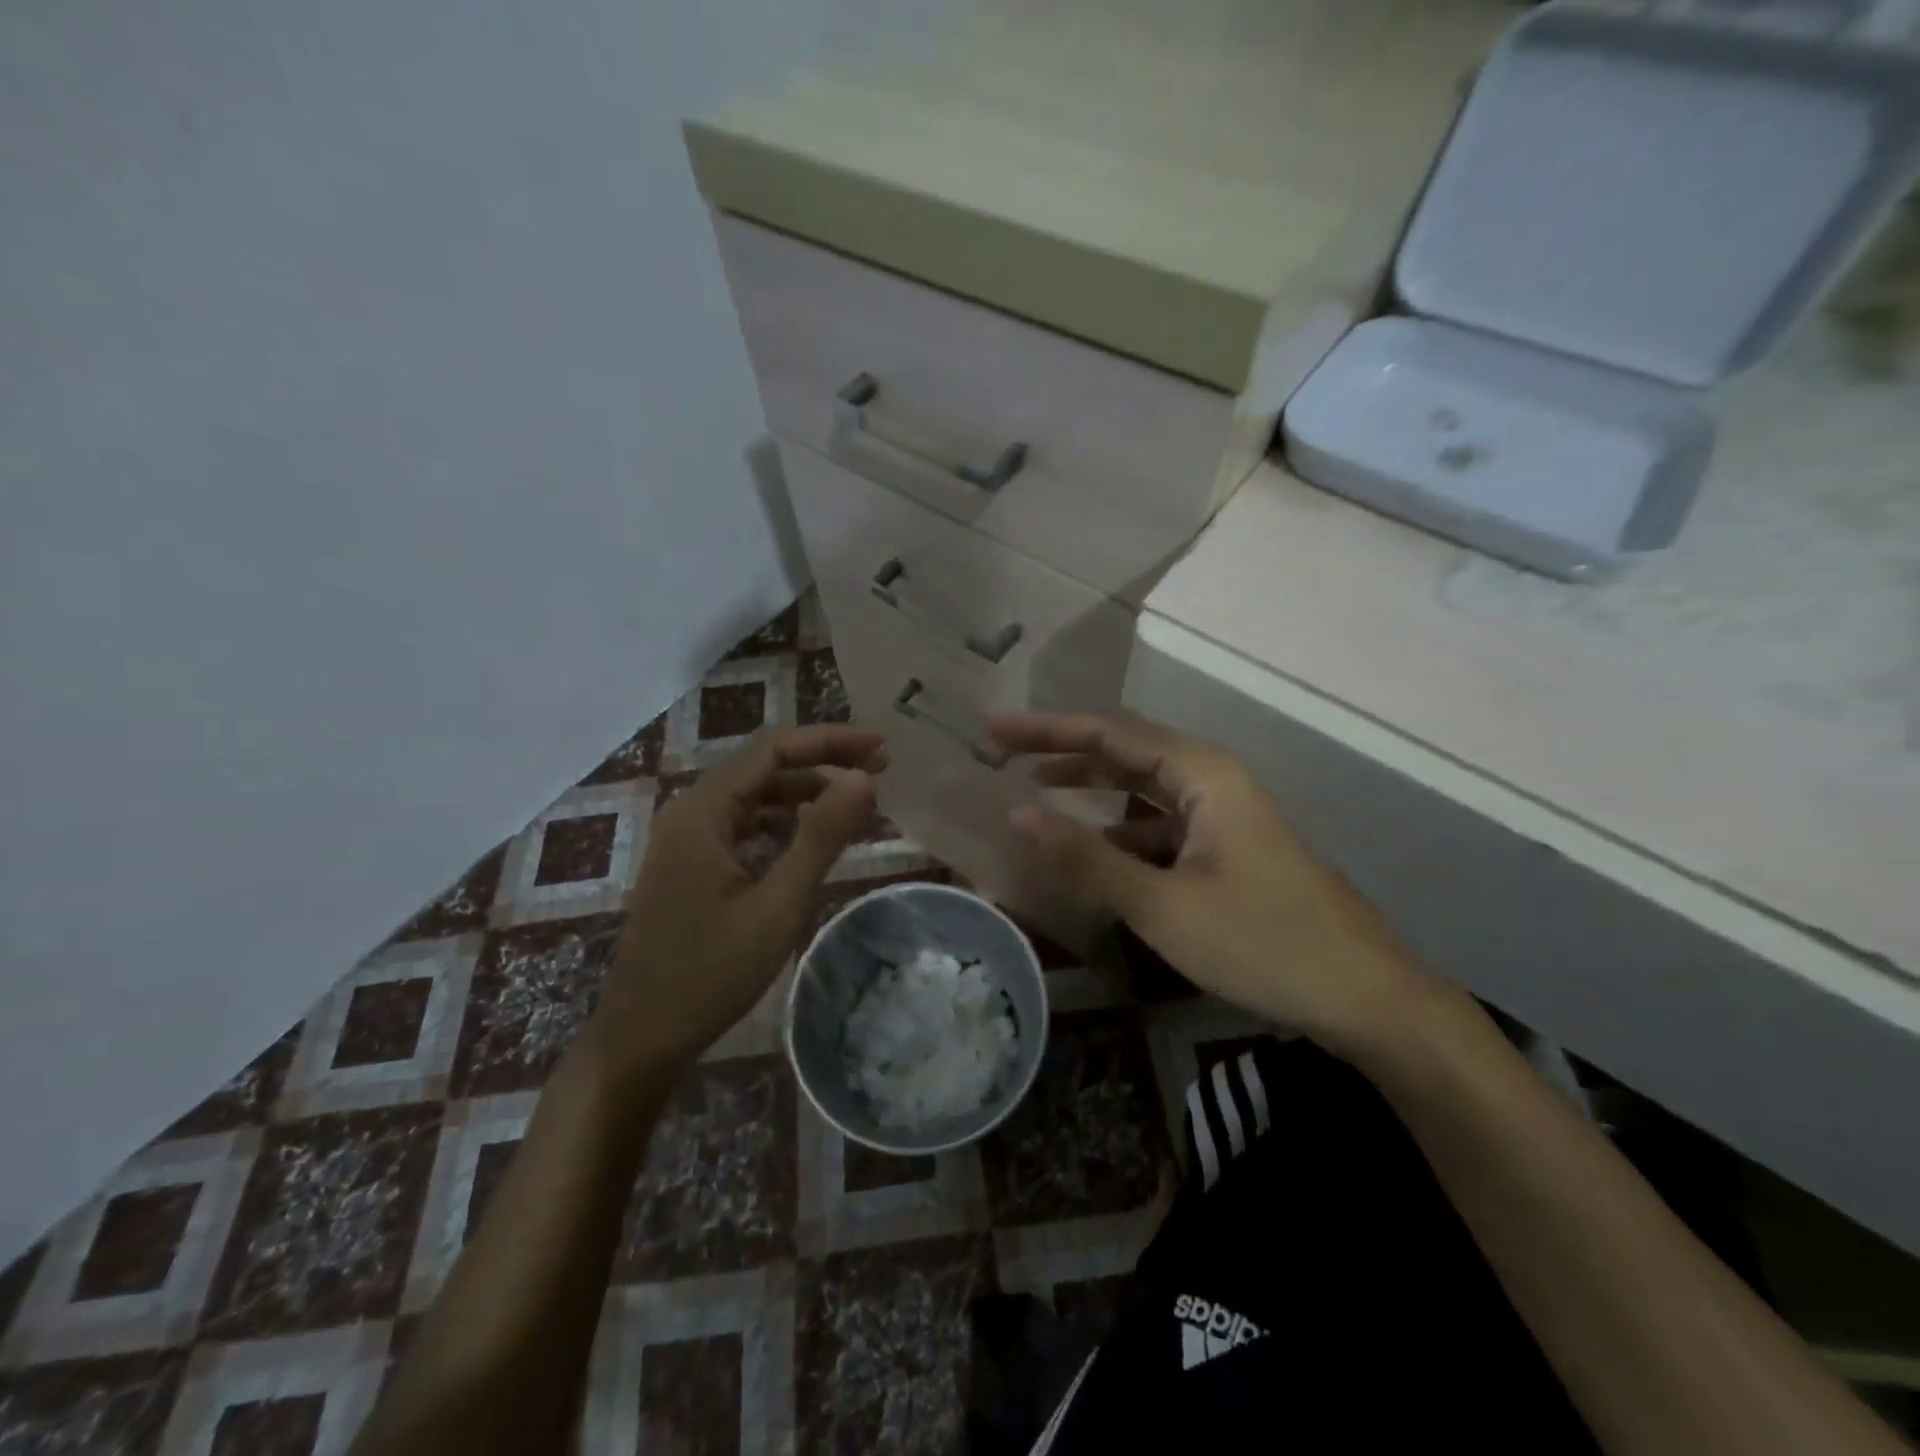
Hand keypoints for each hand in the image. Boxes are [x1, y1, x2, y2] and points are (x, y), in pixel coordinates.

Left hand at [589, 725, 885, 1089]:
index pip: (773, 749)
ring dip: (807, 796)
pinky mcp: (692, 867)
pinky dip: (785, 825)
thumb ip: (821, 836)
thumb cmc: (709, 974)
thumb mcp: (778, 905)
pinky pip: (745, 827)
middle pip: (765, 767)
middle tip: (881, 774)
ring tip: (858, 809)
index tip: (881, 748)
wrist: (641, 1039)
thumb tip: (863, 778)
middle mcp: (690, 813)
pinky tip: (815, 841)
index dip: (830, 741)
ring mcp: (688, 841)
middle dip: (824, 765)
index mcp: (702, 811)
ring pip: (756, 798)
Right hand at [991, 711, 1432, 1055]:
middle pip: (1126, 751)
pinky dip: (1120, 829)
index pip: (1110, 733)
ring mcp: (1224, 817)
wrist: (1366, 998)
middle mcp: (1213, 782)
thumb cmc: (1263, 942)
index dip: (1047, 728)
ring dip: (1091, 788)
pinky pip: (1161, 824)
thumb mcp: (1163, 904)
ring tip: (1034, 791)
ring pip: (1143, 789)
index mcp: (1203, 775)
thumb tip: (1016, 815)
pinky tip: (1092, 849)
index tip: (994, 729)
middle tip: (1002, 754)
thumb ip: (1087, 857)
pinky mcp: (1228, 850)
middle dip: (1063, 750)